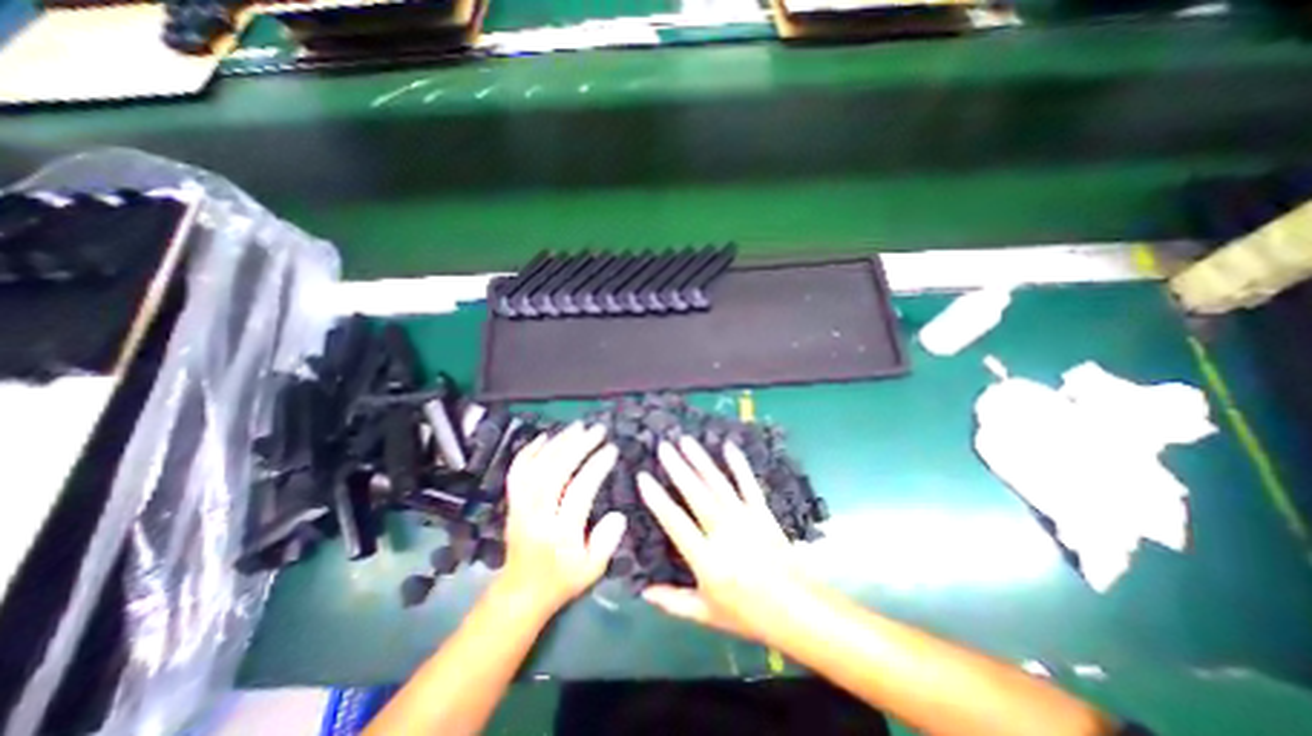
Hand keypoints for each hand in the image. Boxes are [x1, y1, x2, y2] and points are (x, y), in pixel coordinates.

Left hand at [501, 423, 625, 618]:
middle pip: (555, 472)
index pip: (579, 491)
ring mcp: (520, 507)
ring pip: (536, 467)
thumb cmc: (561, 580)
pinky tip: (545, 437)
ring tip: (578, 426)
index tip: (611, 449)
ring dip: (557, 443)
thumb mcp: (592, 569)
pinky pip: (516, 472)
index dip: (596, 466)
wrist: (520, 593)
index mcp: (559, 533)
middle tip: (597, 430)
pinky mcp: (512, 503)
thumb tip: (618, 514)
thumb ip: (607, 542)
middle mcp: (536, 516)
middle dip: (578, 446)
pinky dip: (529, 451)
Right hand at [639, 438, 817, 642]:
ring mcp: (745, 517)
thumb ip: (674, 602)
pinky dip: (738, 464)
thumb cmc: (749, 614)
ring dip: (701, 460)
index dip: (657, 499)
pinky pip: (748, 483)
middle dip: (678, 468)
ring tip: (686, 441)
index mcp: (707, 558)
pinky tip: (728, 446)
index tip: (643, 478)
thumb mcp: (707, 615)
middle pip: (697, 494)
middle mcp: (724, 532)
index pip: (676, 522)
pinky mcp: (762, 511)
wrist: (798, 609)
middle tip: (663, 447)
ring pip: (718, 483)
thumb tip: (644, 592)